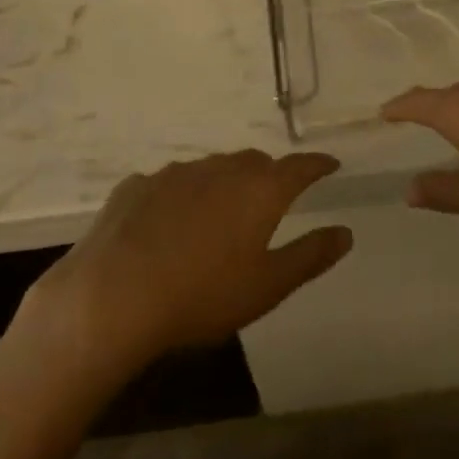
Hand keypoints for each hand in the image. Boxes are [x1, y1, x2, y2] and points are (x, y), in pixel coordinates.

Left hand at [23, 151, 349, 377]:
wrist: (113, 296)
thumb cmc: (202, 294)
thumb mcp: (267, 285)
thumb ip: (310, 255)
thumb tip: (345, 232)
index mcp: (258, 190)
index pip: (299, 167)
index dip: (318, 165)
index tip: (330, 165)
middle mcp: (219, 169)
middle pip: (254, 163)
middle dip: (270, 174)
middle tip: (274, 197)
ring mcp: (173, 174)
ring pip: (210, 169)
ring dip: (223, 183)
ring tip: (221, 212)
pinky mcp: (135, 186)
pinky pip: (169, 184)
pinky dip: (181, 195)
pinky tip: (169, 221)